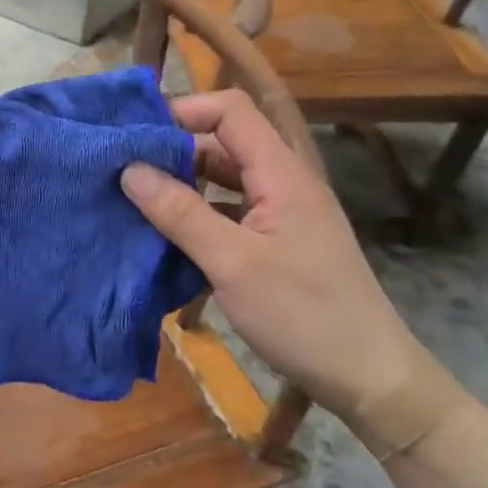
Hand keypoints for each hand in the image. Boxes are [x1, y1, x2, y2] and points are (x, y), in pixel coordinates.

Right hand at [119, 90, 421, 424]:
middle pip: (222, 144)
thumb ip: (180, 212)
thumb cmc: (303, 315)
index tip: (135, 133)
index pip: (231, 111)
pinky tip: (163, 234)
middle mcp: (281, 184)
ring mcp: (279, 214)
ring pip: (221, 180)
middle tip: (120, 169)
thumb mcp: (233, 263)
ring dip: (180, 185)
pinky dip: (194, 215)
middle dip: (172, 150)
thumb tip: (129, 168)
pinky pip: (226, 212)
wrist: (367, 377)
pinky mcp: (273, 243)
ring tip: (132, 199)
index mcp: (282, 175)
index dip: (184, 110)